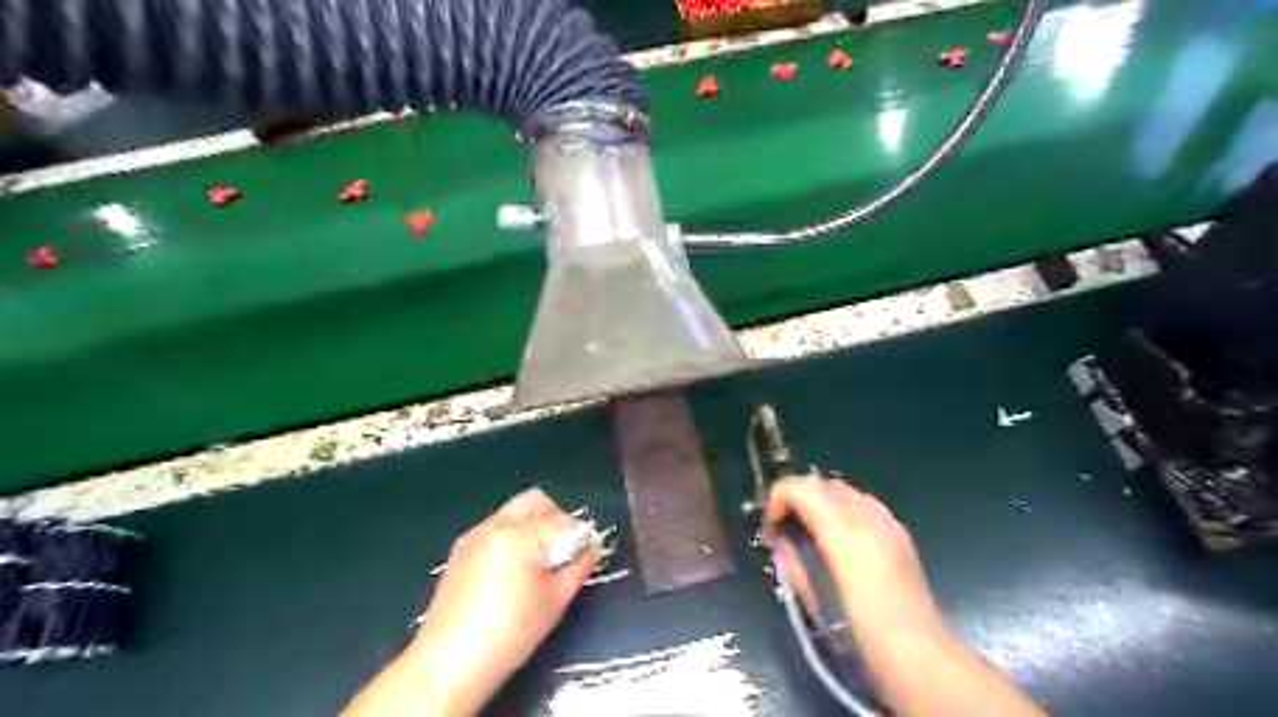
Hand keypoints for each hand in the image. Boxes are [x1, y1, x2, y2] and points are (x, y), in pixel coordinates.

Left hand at [341, 487, 595, 716]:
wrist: (449, 664)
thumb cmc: (510, 634)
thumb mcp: (555, 601)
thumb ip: (580, 566)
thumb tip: (592, 547)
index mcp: (521, 535)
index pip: (564, 522)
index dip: (582, 536)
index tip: (588, 553)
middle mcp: (496, 526)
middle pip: (536, 501)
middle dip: (556, 519)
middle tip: (563, 551)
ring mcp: (474, 536)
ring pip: (513, 513)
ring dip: (532, 527)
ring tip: (537, 564)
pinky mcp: (460, 550)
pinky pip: (494, 529)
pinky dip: (511, 538)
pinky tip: (512, 572)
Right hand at [763, 475, 1042, 715]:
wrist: (916, 652)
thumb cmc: (857, 625)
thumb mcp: (813, 590)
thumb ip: (793, 554)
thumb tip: (781, 535)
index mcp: (841, 528)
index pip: (800, 486)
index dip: (778, 498)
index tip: (771, 527)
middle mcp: (866, 513)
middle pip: (821, 483)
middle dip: (798, 498)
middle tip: (787, 530)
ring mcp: (886, 520)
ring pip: (842, 491)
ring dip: (820, 504)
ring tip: (812, 535)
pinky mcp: (899, 533)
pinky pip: (862, 506)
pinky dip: (843, 513)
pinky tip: (842, 543)